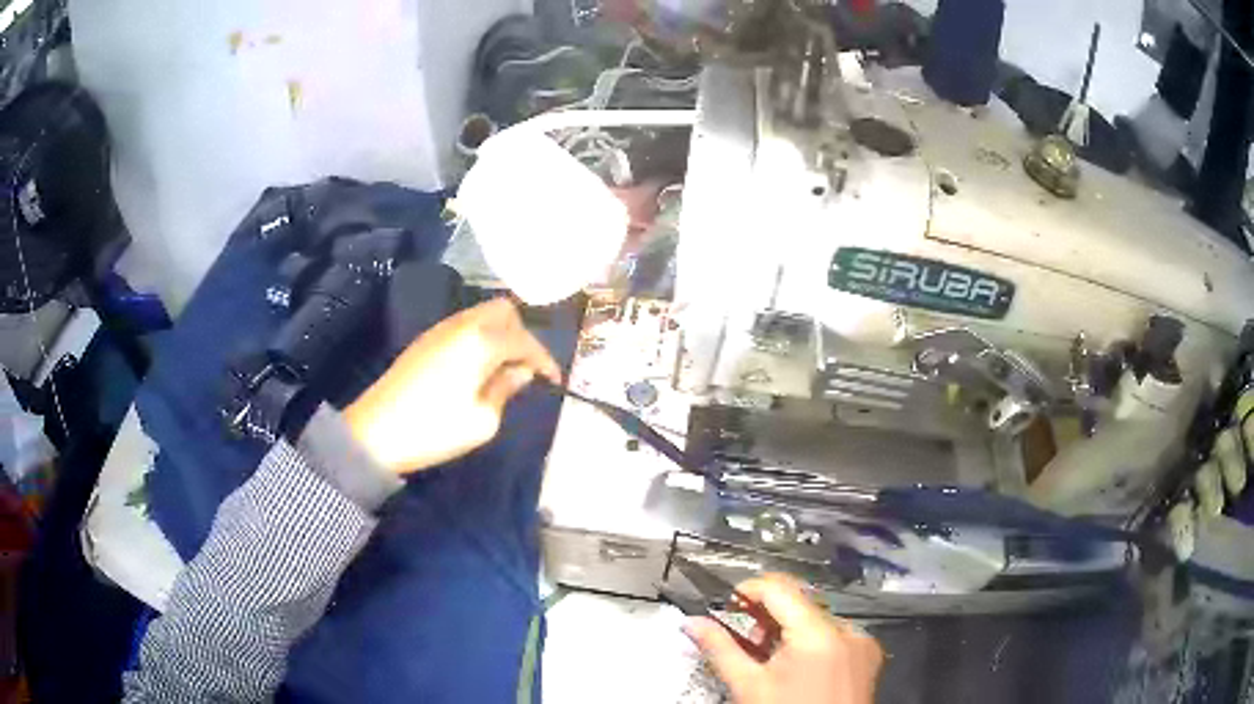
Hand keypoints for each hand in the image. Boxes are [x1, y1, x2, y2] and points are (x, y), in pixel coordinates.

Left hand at [344, 299, 561, 474]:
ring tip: (505, 369)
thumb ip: (506, 389)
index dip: (544, 360)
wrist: (375, 432)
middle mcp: (462, 325)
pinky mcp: (425, 340)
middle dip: (523, 335)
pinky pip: (464, 325)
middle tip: (526, 368)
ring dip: (501, 334)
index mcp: (481, 342)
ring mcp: (440, 329)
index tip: (554, 381)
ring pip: (482, 315)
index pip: (524, 340)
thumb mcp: (482, 421)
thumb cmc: (434, 430)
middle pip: (504, 311)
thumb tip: (520, 372)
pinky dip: (481, 337)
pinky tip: (478, 366)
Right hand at [685, 574, 883, 703]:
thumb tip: (696, 623)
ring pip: (818, 619)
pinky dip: (813, 643)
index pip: (779, 588)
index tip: (729, 604)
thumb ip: (721, 649)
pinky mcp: (868, 656)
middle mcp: (848, 631)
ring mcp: (861, 643)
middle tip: (746, 640)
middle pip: (800, 603)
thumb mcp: (748, 686)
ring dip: (790, 630)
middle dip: (768, 616)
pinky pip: (837, 635)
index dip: (748, 591)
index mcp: (818, 634)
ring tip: (771, 659)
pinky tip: (798, 667)